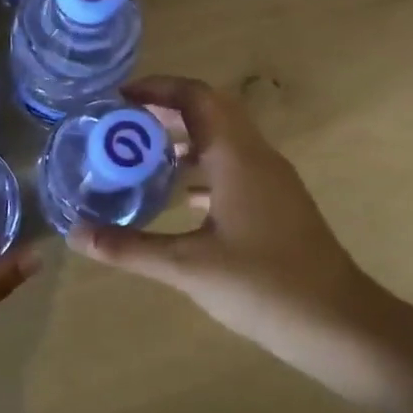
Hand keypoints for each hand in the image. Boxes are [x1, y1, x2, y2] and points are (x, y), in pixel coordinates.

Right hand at [68, 76, 392, 390]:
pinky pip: (233, 170)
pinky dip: (201, 172)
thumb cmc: (263, 285)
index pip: (197, 97)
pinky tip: (178, 198)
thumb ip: (129, 248)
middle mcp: (256, 158)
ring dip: (184, 141)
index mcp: (237, 157)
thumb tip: (75, 234)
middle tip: (121, 126)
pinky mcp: (276, 206)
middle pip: (210, 112)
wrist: (337, 324)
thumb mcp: (187, 267)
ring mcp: (271, 182)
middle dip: (165, 112)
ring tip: (140, 157)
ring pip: (223, 142)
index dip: (157, 89)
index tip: (118, 98)